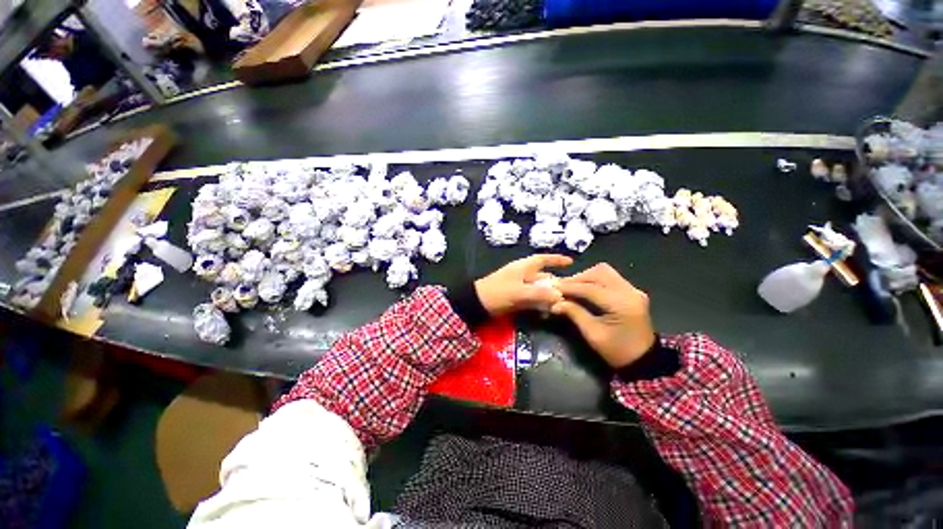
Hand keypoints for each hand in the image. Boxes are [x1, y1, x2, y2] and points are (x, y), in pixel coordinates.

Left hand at [475, 254, 572, 315]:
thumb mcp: (518, 293)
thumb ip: (539, 294)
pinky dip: (540, 304)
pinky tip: (546, 312)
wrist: (477, 304)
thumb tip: (560, 295)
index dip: (556, 259)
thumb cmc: (497, 292)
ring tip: (560, 305)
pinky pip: (532, 299)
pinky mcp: (516, 297)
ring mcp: (519, 286)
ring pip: (539, 289)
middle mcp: (523, 274)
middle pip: (544, 276)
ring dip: (549, 296)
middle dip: (556, 284)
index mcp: (523, 267)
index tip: (570, 262)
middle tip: (570, 293)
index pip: (542, 259)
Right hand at [551, 264, 655, 368]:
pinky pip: (610, 277)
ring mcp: (632, 290)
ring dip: (586, 277)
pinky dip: (594, 280)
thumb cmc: (617, 351)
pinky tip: (584, 289)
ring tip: (572, 287)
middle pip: (599, 272)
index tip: (553, 287)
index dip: (570, 287)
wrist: (644, 360)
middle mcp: (630, 292)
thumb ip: (575, 313)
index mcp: (622, 304)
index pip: (591, 288)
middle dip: (578, 278)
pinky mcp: (631, 291)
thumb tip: (555, 303)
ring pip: (604, 271)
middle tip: (562, 287)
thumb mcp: (593, 334)